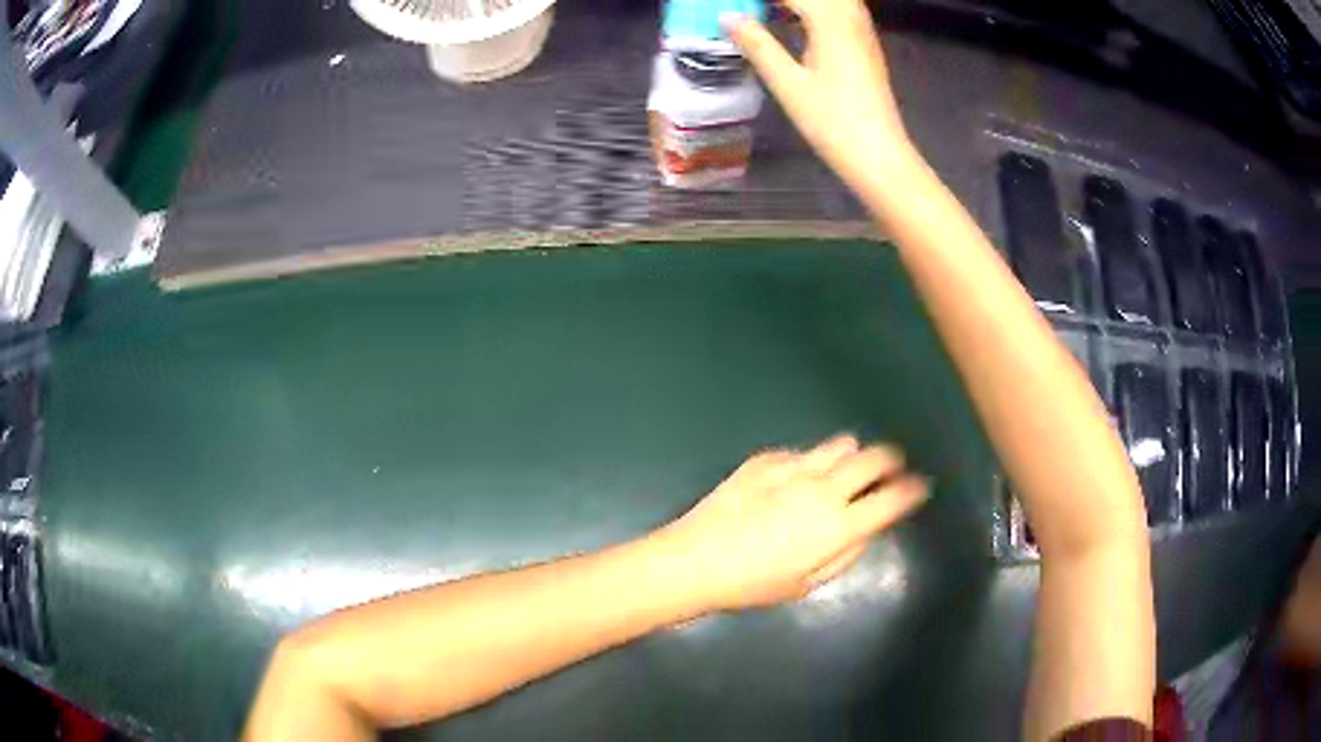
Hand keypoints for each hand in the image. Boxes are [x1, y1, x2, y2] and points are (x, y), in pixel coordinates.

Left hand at [659, 435, 927, 611]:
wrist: (695, 560)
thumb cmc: (753, 584)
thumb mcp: (808, 583)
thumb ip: (846, 552)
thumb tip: (865, 528)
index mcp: (839, 526)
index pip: (893, 498)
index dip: (913, 490)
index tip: (919, 487)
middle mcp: (824, 488)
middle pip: (874, 458)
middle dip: (891, 460)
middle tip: (891, 468)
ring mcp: (794, 467)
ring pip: (841, 444)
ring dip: (851, 456)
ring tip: (842, 470)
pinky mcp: (766, 458)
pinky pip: (802, 452)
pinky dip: (809, 464)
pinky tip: (790, 484)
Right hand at [727, 0, 915, 195]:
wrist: (878, 155)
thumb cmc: (833, 122)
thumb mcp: (788, 84)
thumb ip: (758, 45)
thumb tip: (729, 18)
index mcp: (830, 23)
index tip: (740, 6)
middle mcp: (852, 20)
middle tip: (757, 10)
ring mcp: (864, 33)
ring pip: (838, 0)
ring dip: (805, 3)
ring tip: (775, 12)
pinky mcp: (868, 47)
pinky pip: (846, 11)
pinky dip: (822, 9)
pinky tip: (801, 20)